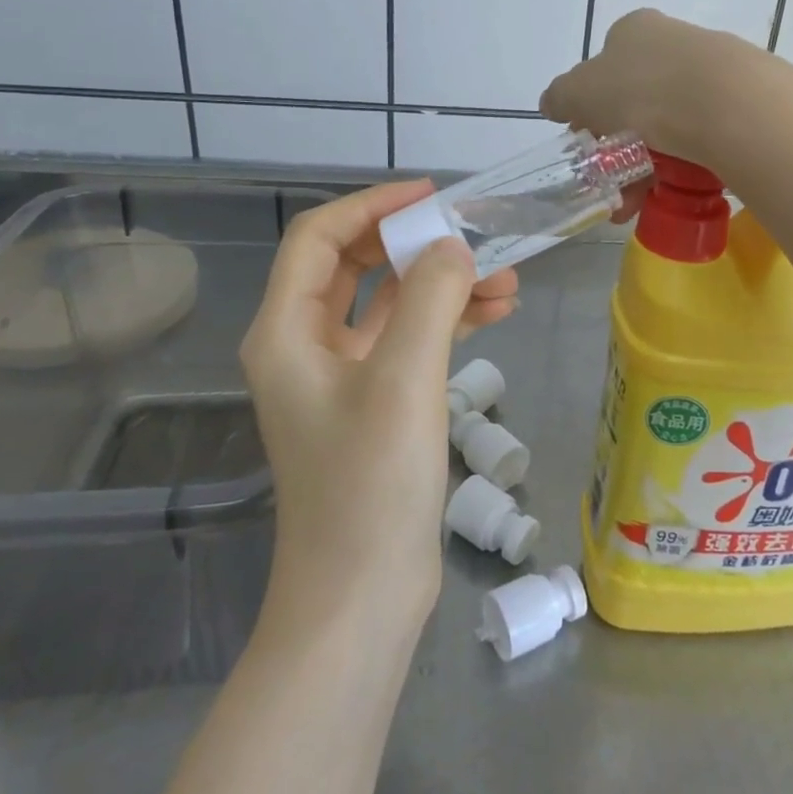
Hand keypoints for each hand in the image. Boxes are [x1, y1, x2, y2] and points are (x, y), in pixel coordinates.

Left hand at [240, 181, 518, 628]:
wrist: (361, 597)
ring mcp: (340, 378)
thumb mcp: (403, 380)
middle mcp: (304, 346)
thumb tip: (453, 247)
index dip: (372, 206)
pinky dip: (445, 324)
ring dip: (441, 287)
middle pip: (355, 267)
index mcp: (286, 332)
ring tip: (506, 280)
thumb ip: (429, 299)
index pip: (319, 238)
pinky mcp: (373, 405)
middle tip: (475, 235)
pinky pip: (407, 343)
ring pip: (389, 306)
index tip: (431, 195)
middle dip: (415, 246)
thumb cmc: (370, 485)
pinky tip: (495, 314)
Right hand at [539, 8, 767, 168]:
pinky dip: (682, 165)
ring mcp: (711, 70)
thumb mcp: (580, 92)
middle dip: (619, 148)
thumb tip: (551, 103)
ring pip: (669, 125)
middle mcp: (673, 42)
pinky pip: (700, 138)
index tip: (590, 143)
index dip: (591, 108)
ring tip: (637, 203)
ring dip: (646, 166)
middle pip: (636, 101)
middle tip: (612, 183)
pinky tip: (673, 190)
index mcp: (634, 31)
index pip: (604, 69)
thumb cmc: (641, 89)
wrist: (726, 102)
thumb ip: (561, 97)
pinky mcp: (740, 101)